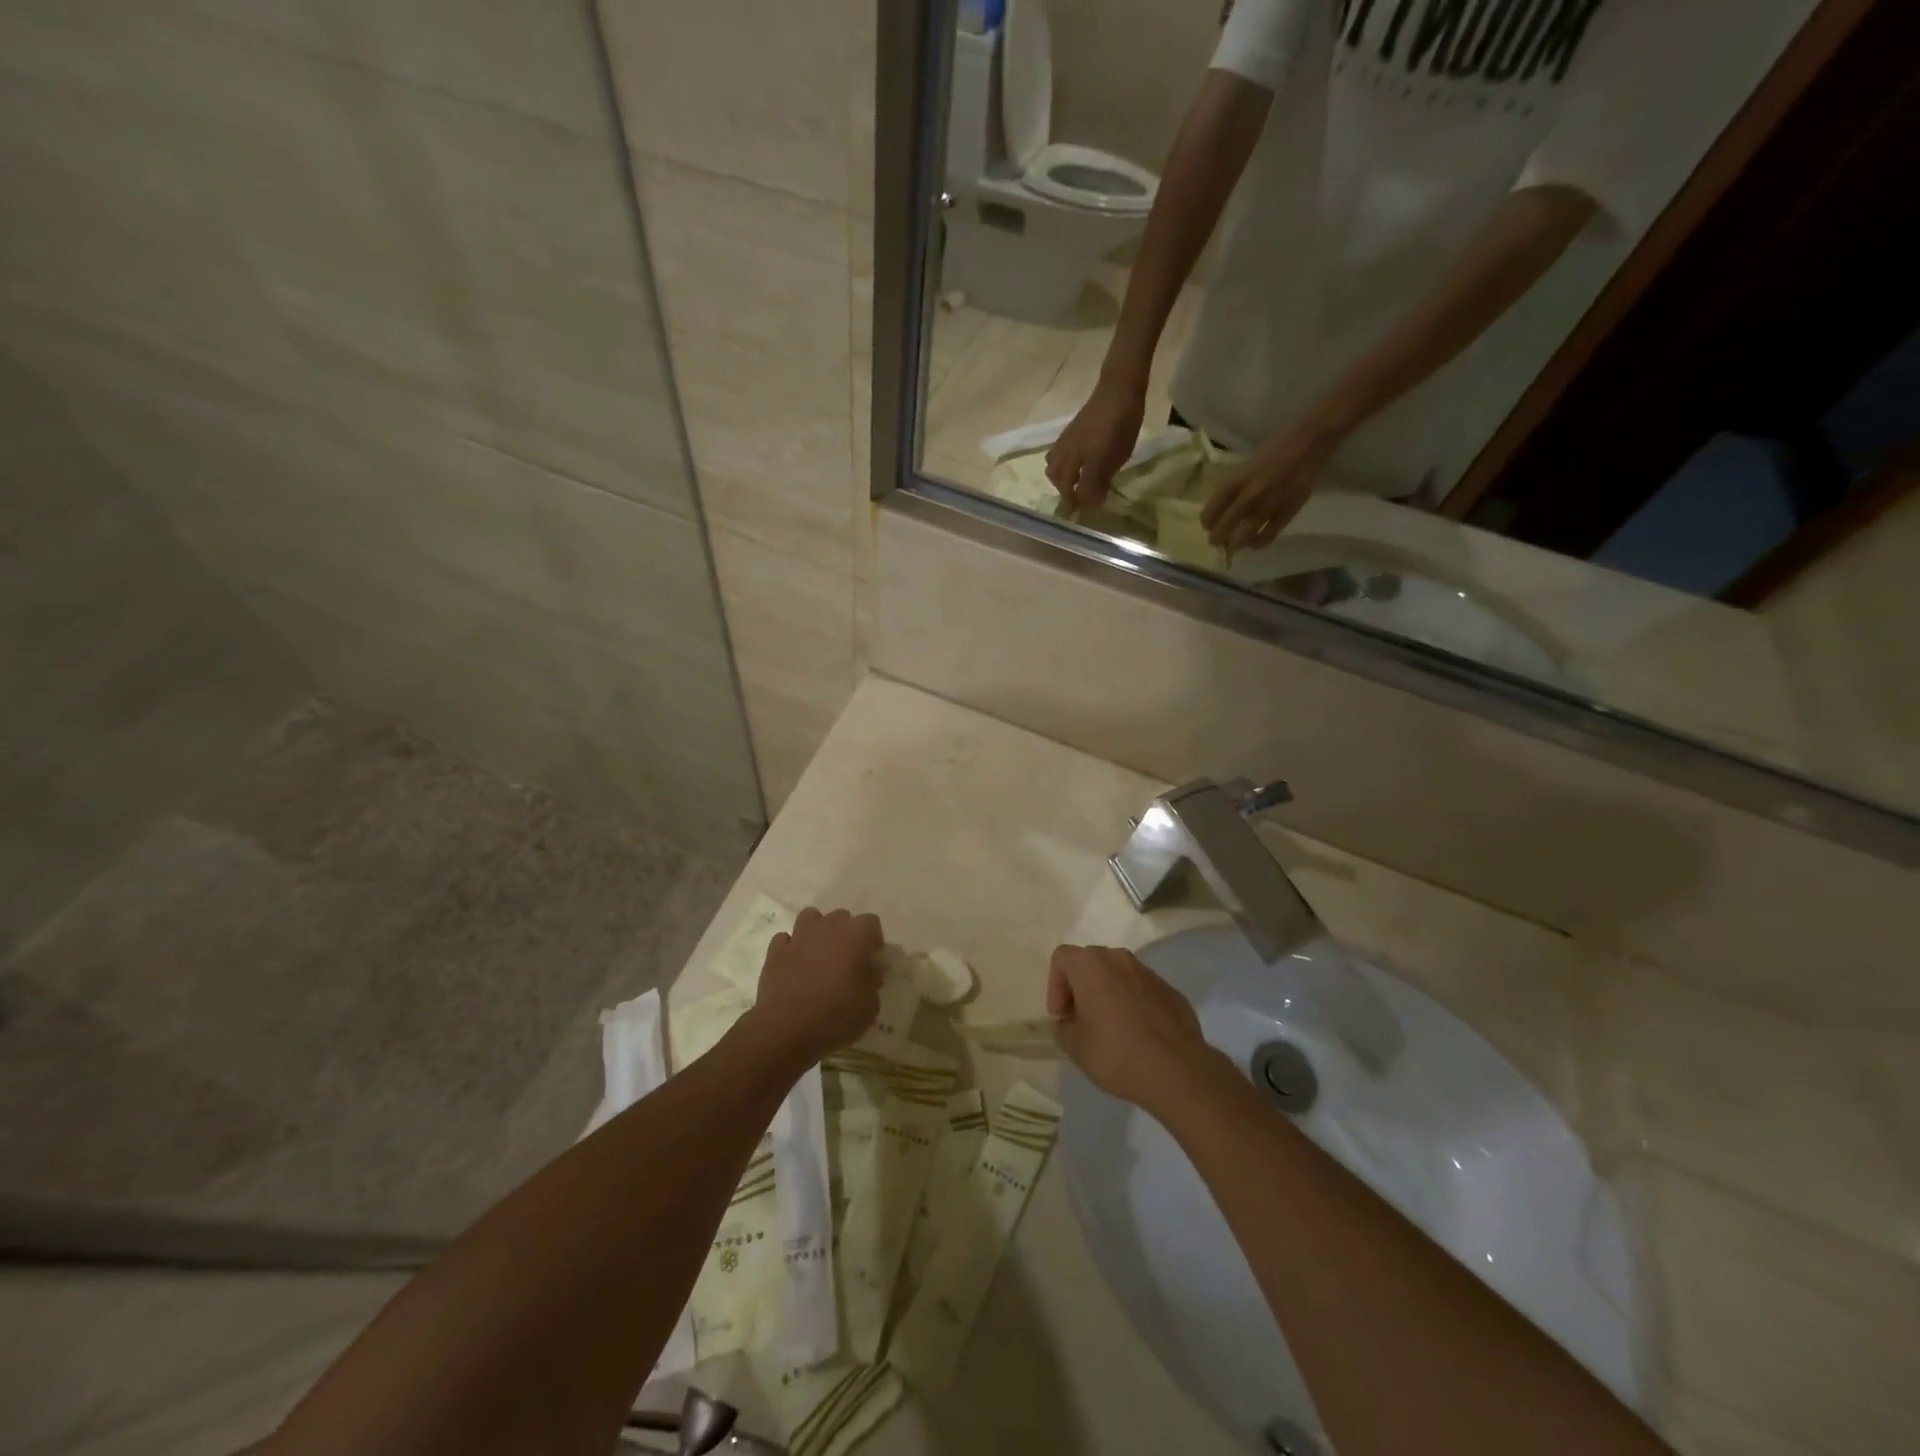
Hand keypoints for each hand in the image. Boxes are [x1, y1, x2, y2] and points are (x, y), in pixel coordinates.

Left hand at [748, 907, 883, 1067]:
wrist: (787, 1029)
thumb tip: (871, 970)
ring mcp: (798, 936)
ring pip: (811, 918)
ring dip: (817, 932)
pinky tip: (794, 966)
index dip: (874, 940)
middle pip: (842, 917)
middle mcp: (828, 927)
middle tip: (847, 961)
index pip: (872, 922)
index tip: (873, 961)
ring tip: (819, 956)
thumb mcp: (870, 1006)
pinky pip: (786, 939)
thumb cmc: (836, 1016)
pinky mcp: (775, 951)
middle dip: (846, 934)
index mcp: (856, 935)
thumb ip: (874, 981)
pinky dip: (791, 948)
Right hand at [1046, 377, 1145, 509]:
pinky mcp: (1066, 434)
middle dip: (1068, 494)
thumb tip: (1092, 503)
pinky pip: (1055, 456)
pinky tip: (1072, 464)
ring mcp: (1065, 442)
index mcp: (1081, 461)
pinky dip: (1059, 466)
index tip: (1091, 510)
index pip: (1076, 491)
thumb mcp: (1117, 457)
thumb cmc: (1122, 424)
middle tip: (1081, 500)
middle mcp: (1068, 453)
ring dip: (1061, 481)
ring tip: (1074, 484)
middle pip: (1060, 481)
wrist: (1117, 390)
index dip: (1083, 503)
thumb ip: (1101, 481)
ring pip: (1054, 468)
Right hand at [1047, 945, 1220, 1113]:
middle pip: (1091, 963)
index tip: (1063, 1017)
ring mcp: (1149, 973)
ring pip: (1119, 975)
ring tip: (1111, 1029)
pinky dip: (1134, 1004)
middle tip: (1081, 1021)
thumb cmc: (1115, 1053)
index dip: (1055, 986)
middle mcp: (1119, 959)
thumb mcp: (1075, 1047)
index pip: (1062, 958)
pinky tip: (1138, 1035)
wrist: (1176, 1070)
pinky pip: (1142, 990)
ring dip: (1108, 994)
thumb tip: (1069, 1022)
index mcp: (1091, 965)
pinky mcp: (1171, 991)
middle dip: (1081, 988)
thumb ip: (1064, 1027)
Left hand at [1199, 417, 1344, 552]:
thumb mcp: (1244, 467)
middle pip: (1223, 528)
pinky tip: (1253, 543)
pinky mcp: (1287, 511)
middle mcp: (1249, 494)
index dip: (1207, 523)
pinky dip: (1256, 543)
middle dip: (1216, 539)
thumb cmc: (1273, 452)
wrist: (1307, 442)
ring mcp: (1269, 504)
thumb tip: (1221, 512)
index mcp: (1235, 481)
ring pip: (1242, 536)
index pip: (1210, 511)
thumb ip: (1232, 489)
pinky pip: (1267, 536)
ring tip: (1233, 546)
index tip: (1208, 526)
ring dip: (1234, 545)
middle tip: (1217, 541)